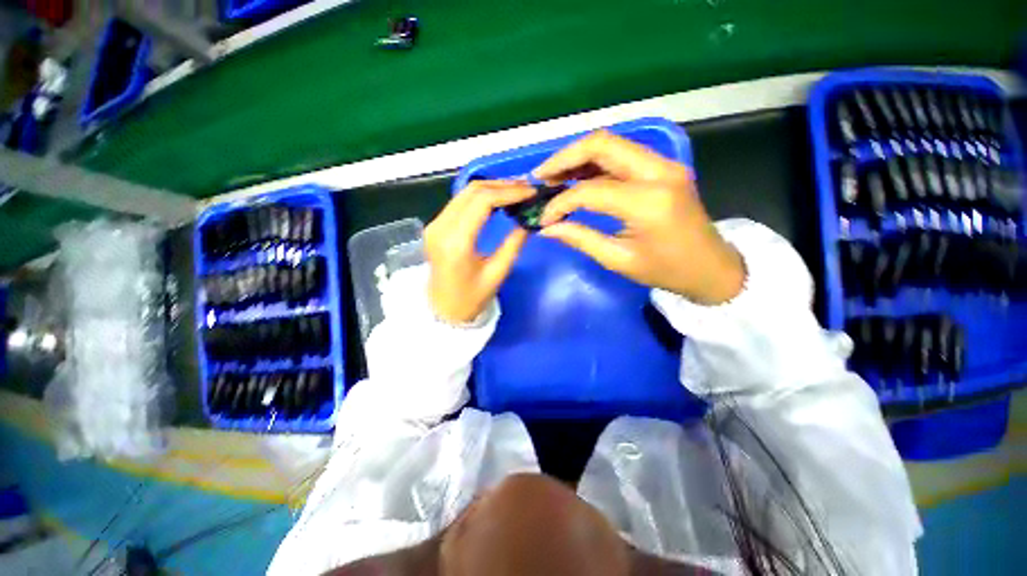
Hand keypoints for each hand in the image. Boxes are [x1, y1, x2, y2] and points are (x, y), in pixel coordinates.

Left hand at [425, 180, 533, 323]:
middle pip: (473, 190)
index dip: (509, 192)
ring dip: (492, 188)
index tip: (530, 192)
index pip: (483, 201)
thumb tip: (529, 221)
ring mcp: (435, 224)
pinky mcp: (436, 225)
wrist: (442, 310)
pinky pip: (460, 202)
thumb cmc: (471, 299)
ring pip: (465, 192)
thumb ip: (514, 244)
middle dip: (502, 185)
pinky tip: (498, 200)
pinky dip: (481, 197)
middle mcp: (441, 226)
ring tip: (516, 191)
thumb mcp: (497, 274)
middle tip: (526, 188)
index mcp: (456, 242)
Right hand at [535, 130, 744, 304]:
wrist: (711, 267)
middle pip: (601, 144)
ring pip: (611, 144)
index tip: (544, 218)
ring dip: (578, 157)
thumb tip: (547, 228)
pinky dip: (595, 163)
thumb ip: (580, 238)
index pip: (590, 191)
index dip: (560, 203)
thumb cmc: (666, 270)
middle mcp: (658, 171)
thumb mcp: (619, 260)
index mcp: (647, 202)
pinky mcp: (663, 167)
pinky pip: (622, 154)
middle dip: (564, 158)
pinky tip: (578, 177)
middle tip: (540, 177)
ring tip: (554, 176)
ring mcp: (664, 164)